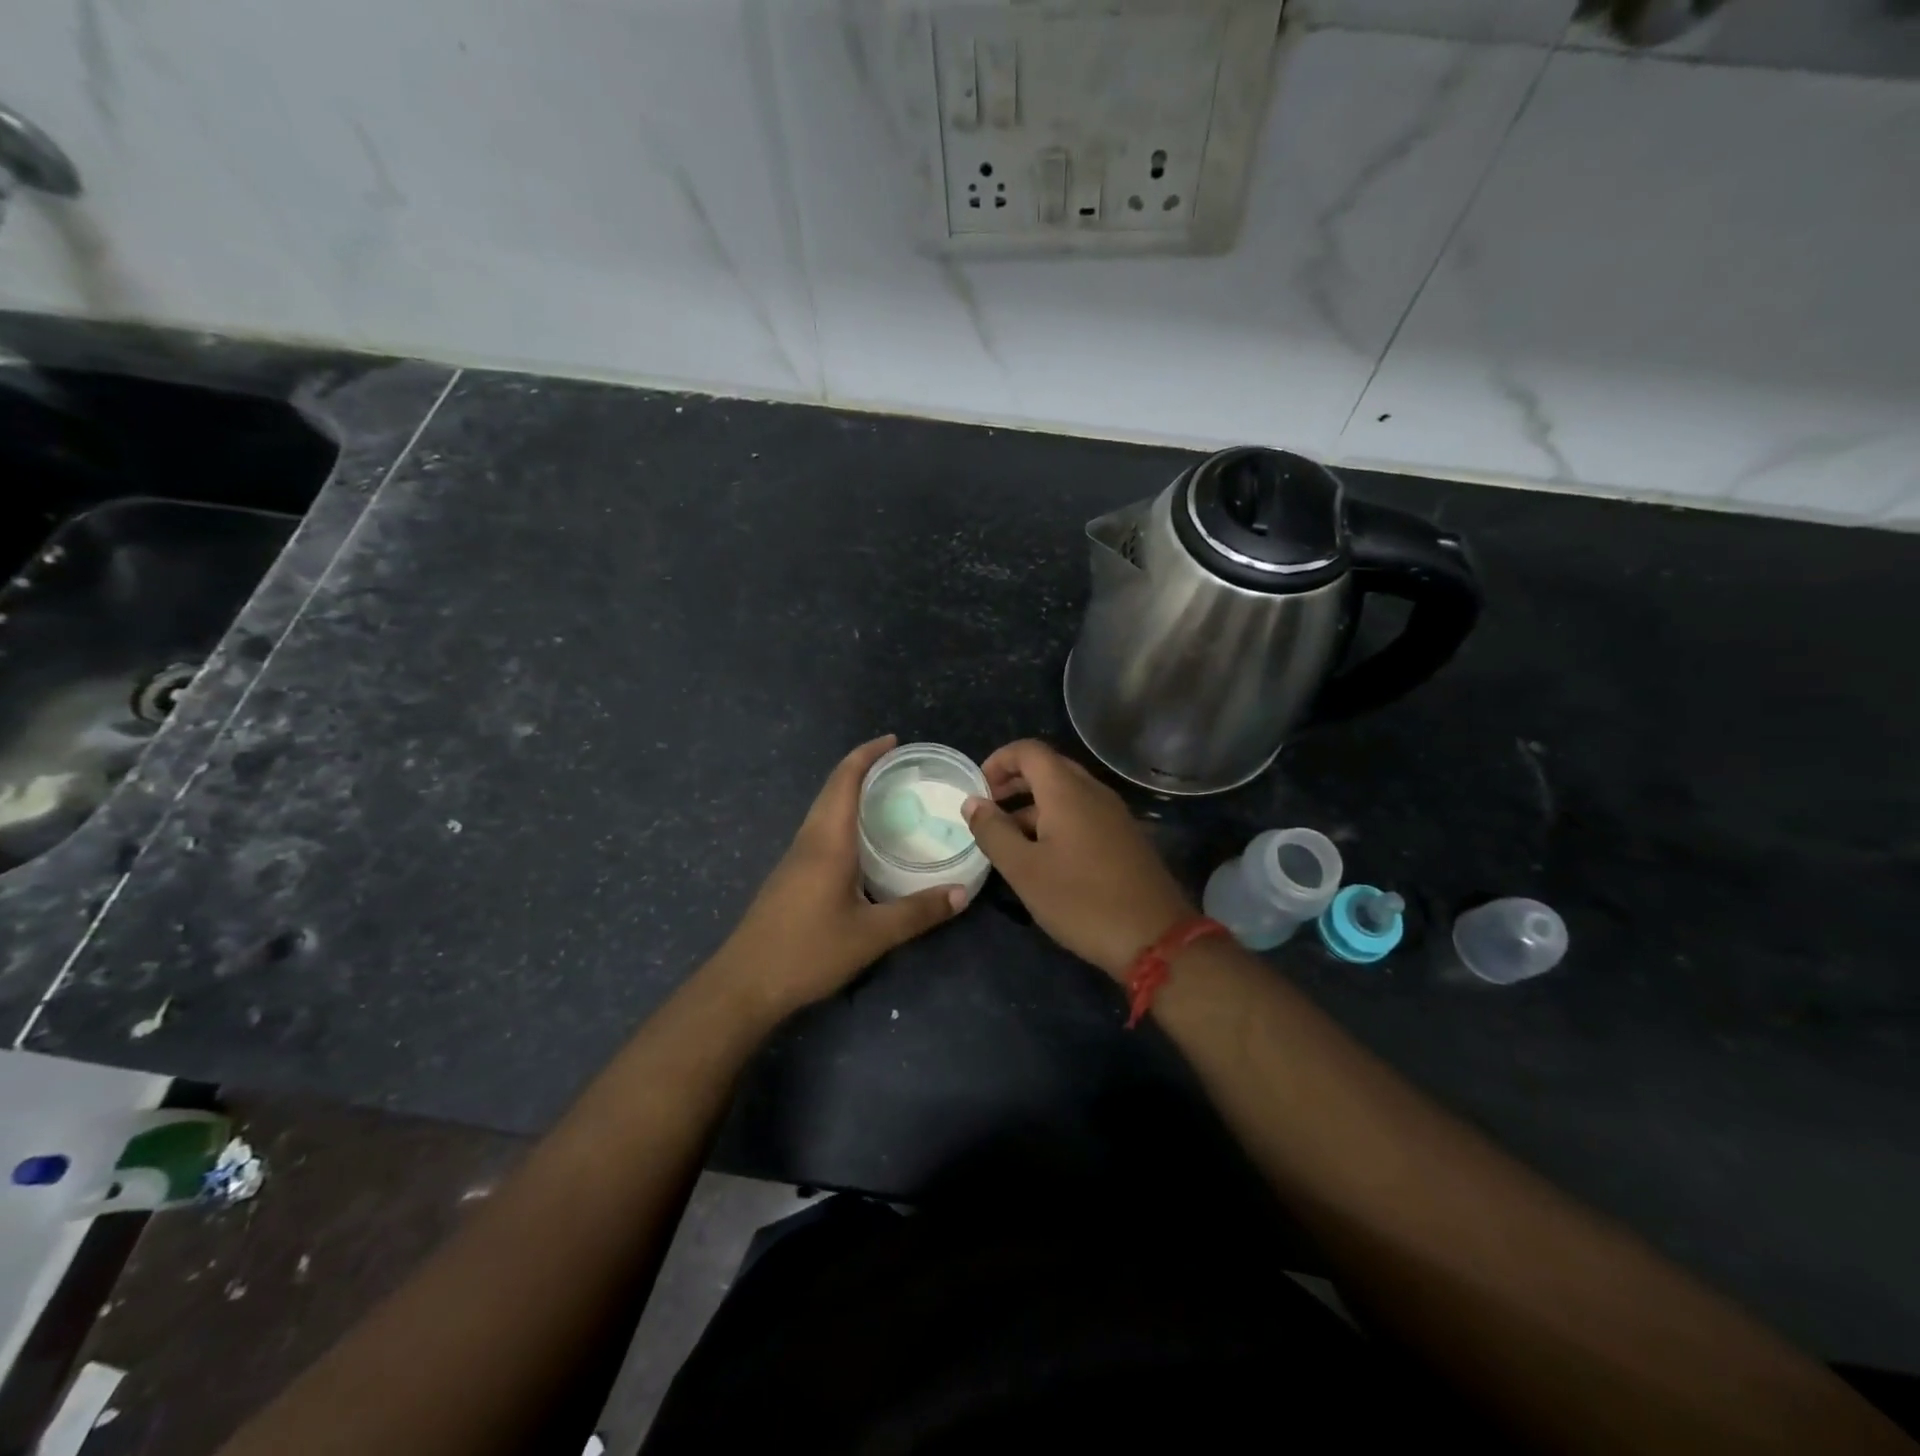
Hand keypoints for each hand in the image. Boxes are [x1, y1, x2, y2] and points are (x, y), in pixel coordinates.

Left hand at [716, 736, 965, 1016]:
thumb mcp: (871, 935)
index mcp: (827, 842)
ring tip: (888, 797)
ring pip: (824, 810)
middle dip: (862, 768)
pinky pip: (820, 831)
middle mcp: (808, 840)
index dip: (866, 755)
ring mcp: (795, 858)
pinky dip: (843, 819)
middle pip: (832, 789)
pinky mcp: (790, 877)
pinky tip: (862, 842)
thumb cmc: (807, 952)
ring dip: (850, 793)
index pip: (844, 781)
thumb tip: (961, 894)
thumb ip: (917, 912)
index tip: (893, 741)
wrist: (745, 984)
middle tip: (900, 767)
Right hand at [962, 739, 1193, 980]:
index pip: (1029, 750)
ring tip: (1009, 840)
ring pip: (1067, 793)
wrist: (1156, 938)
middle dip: (1014, 782)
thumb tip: (972, 802)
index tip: (979, 789)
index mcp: (1067, 791)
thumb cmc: (1081, 900)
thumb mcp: (1024, 870)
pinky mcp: (1125, 837)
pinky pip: (1084, 813)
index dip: (998, 761)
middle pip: (1048, 768)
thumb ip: (993, 832)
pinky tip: (1045, 857)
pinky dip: (1056, 821)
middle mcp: (1093, 792)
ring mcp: (1114, 814)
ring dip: (1033, 805)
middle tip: (989, 810)